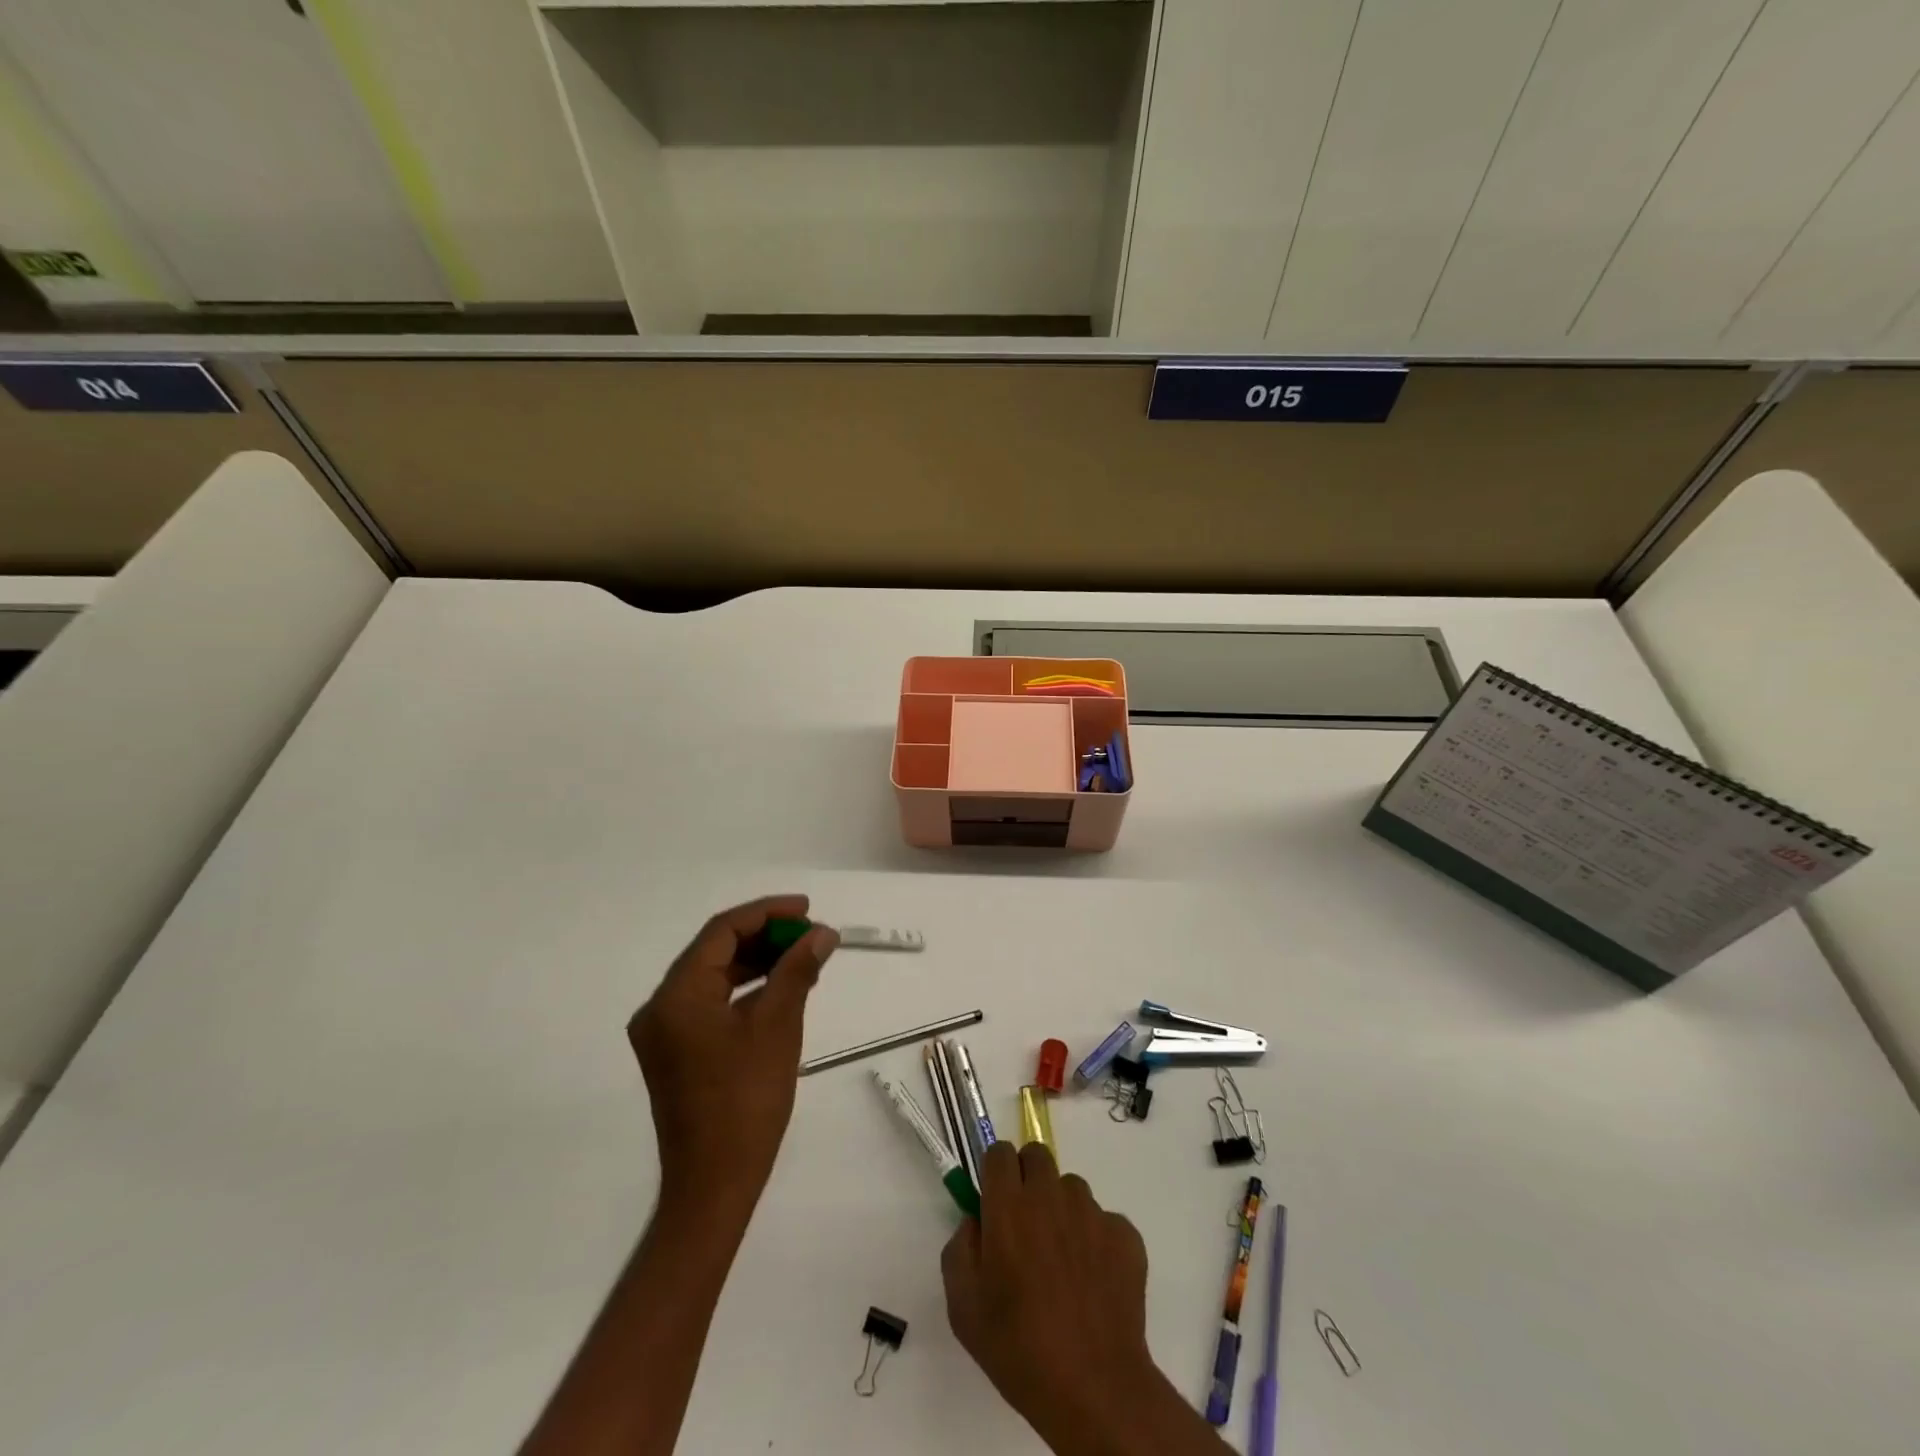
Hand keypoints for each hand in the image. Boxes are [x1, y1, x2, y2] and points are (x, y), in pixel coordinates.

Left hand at [627, 895, 837, 1217]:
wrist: (714, 1185)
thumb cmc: (746, 1102)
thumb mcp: (778, 1026)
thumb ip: (797, 970)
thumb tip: (822, 933)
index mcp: (676, 996)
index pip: (721, 932)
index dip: (766, 913)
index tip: (806, 909)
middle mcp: (660, 1007)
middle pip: (714, 951)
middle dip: (765, 937)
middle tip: (810, 934)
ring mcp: (664, 1032)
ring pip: (713, 976)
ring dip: (757, 962)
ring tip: (803, 957)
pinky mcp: (675, 1052)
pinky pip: (710, 1003)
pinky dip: (744, 990)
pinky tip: (779, 988)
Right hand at [942, 1143, 1161, 1453]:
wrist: (1094, 1388)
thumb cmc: (1018, 1348)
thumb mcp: (963, 1307)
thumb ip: (960, 1248)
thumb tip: (976, 1222)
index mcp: (1009, 1206)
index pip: (999, 1152)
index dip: (995, 1172)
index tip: (995, 1200)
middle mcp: (1050, 1196)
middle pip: (1037, 1155)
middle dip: (1028, 1177)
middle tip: (1026, 1223)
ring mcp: (1092, 1213)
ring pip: (1071, 1188)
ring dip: (1062, 1208)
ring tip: (1062, 1259)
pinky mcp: (1124, 1234)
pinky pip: (1104, 1221)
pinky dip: (1096, 1240)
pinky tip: (1093, 1281)